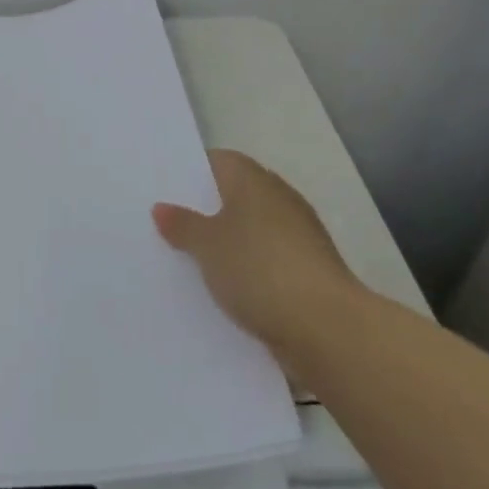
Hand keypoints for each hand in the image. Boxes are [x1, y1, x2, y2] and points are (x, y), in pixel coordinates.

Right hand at [153, 149, 363, 357]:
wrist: (327, 328)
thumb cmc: (259, 270)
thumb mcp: (207, 246)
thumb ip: (182, 225)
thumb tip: (161, 208)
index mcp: (254, 180)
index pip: (218, 160)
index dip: (191, 172)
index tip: (164, 189)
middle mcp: (279, 199)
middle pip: (235, 195)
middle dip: (206, 209)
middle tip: (168, 224)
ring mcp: (298, 236)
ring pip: (250, 231)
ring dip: (227, 243)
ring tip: (188, 259)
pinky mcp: (307, 272)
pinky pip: (265, 261)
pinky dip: (247, 269)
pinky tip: (223, 288)